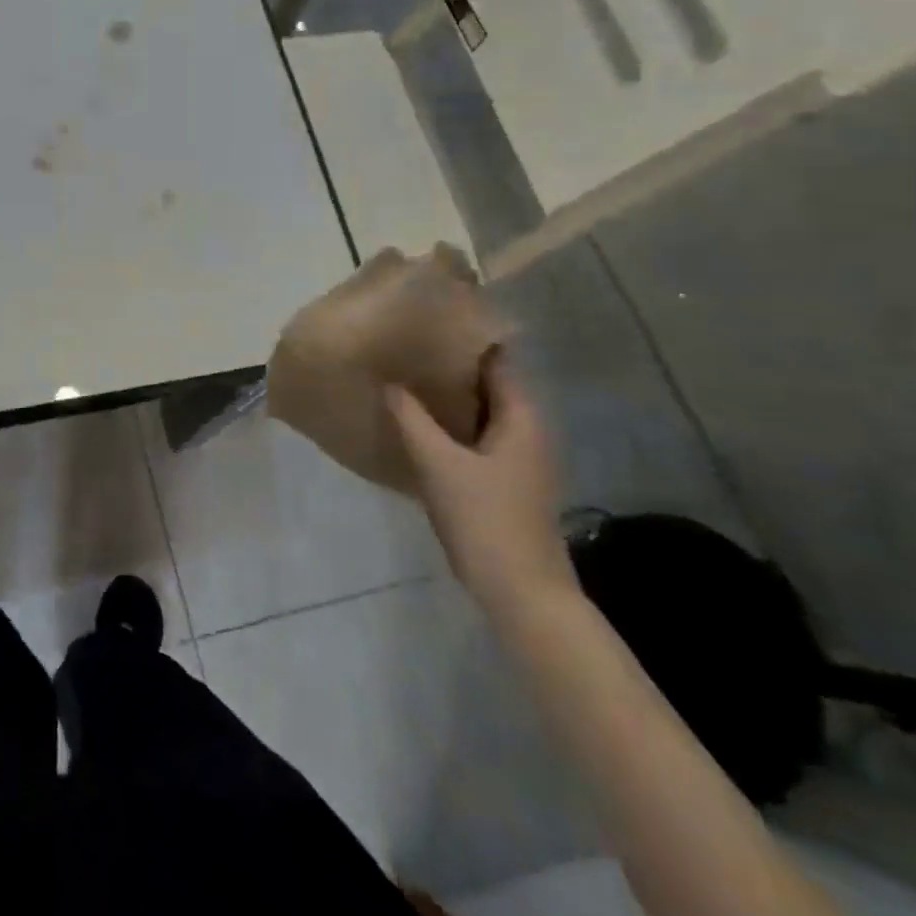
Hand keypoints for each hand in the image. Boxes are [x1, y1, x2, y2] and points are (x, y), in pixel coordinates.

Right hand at [387, 349, 576, 617]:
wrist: (520, 592)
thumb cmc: (484, 518)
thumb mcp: (438, 462)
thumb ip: (411, 418)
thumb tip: (390, 382)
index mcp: (521, 417)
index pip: (496, 359)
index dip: (464, 338)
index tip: (426, 323)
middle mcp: (525, 430)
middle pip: (486, 383)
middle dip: (448, 366)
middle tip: (403, 349)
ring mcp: (517, 458)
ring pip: (478, 412)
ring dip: (445, 397)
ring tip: (402, 379)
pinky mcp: (504, 480)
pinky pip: (473, 436)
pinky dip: (448, 425)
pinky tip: (414, 425)